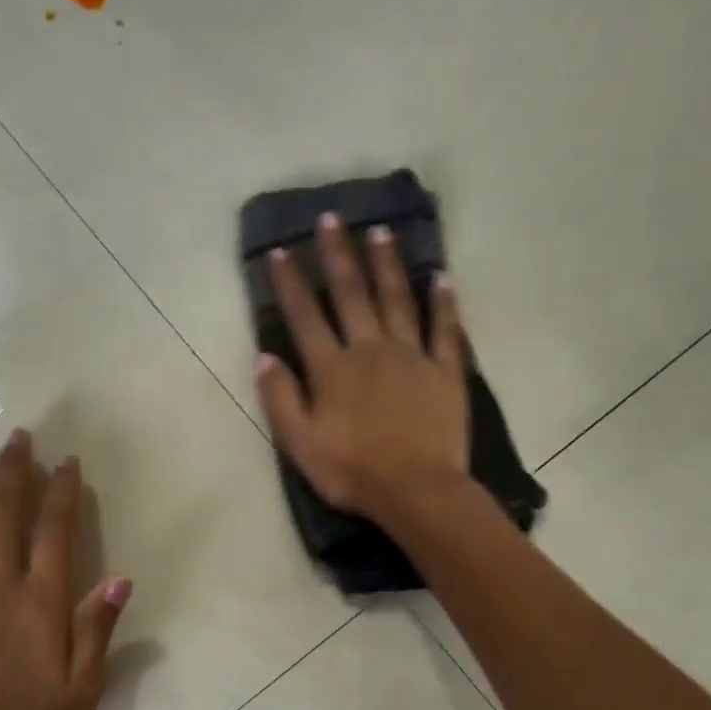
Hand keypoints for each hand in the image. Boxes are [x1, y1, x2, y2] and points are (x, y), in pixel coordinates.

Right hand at [254, 213, 469, 528]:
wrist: (416, 491)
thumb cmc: (352, 472)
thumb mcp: (301, 444)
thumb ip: (281, 399)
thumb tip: (265, 357)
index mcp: (332, 369)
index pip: (305, 317)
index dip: (291, 283)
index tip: (281, 251)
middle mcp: (370, 349)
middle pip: (352, 294)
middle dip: (338, 255)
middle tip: (332, 218)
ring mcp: (412, 356)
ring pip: (397, 299)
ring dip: (386, 264)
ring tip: (380, 232)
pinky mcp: (445, 371)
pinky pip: (445, 328)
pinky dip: (443, 302)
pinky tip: (441, 276)